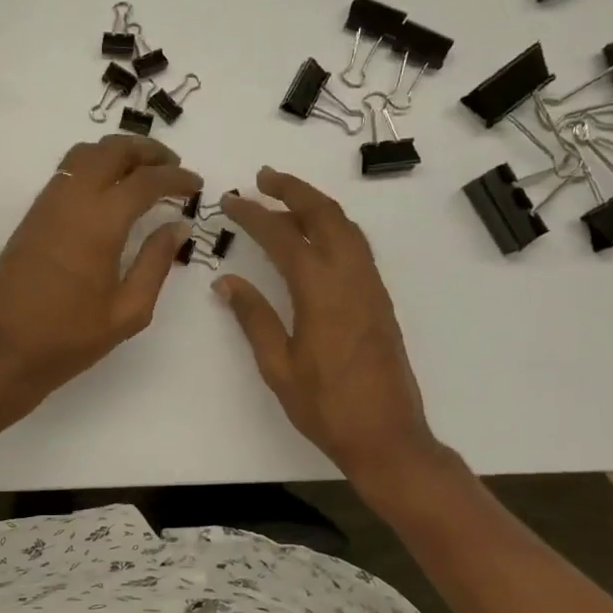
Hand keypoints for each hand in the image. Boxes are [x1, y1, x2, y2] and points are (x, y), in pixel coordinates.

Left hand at [0, 134, 200, 402]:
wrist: (2, 350)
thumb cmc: (69, 338)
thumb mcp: (127, 311)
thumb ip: (155, 263)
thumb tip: (177, 227)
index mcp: (100, 224)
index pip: (145, 181)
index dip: (176, 178)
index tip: (196, 185)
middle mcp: (72, 201)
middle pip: (112, 151)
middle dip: (147, 151)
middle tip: (172, 166)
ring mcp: (46, 205)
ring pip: (84, 155)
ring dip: (117, 153)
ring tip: (142, 171)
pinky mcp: (31, 217)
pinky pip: (66, 173)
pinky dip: (94, 166)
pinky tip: (108, 190)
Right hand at [215, 167, 453, 492]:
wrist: (386, 434)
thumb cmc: (325, 407)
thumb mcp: (278, 366)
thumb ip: (254, 318)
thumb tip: (226, 282)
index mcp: (321, 293)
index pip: (282, 238)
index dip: (254, 215)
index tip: (230, 200)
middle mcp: (351, 278)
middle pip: (324, 216)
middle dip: (292, 190)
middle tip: (262, 178)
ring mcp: (371, 287)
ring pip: (346, 227)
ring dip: (315, 205)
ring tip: (284, 200)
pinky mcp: (380, 300)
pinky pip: (357, 247)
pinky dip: (333, 227)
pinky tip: (314, 238)